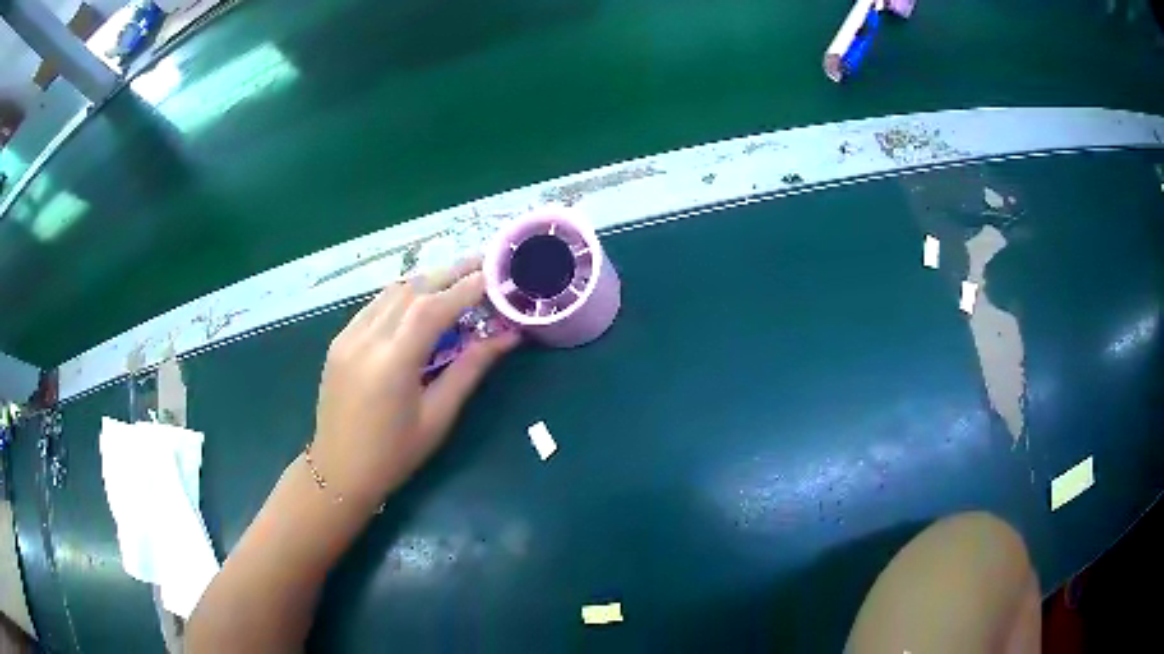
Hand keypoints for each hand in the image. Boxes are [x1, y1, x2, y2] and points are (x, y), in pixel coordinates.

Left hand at [310, 258, 519, 510]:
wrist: (338, 471)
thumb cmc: (394, 454)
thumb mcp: (438, 416)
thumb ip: (470, 369)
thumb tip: (508, 336)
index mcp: (392, 362)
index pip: (433, 308)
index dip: (466, 287)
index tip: (494, 274)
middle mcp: (365, 339)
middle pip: (412, 289)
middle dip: (449, 273)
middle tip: (482, 264)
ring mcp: (347, 336)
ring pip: (391, 291)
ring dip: (426, 281)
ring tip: (456, 279)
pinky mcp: (339, 340)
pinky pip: (375, 305)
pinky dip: (402, 295)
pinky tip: (419, 301)